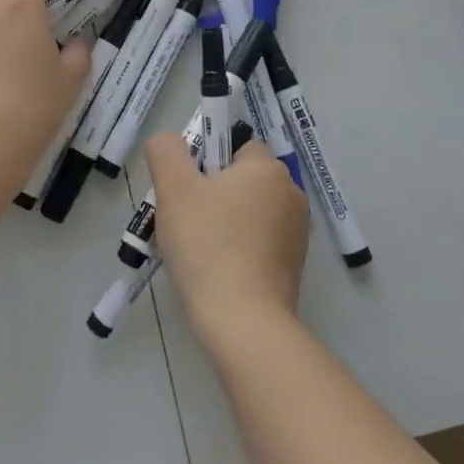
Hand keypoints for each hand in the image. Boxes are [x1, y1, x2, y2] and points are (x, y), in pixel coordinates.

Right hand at [146, 133, 308, 343]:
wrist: (243, 323)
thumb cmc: (207, 246)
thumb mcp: (174, 188)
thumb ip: (166, 151)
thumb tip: (169, 140)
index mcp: (269, 168)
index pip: (234, 146)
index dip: (204, 162)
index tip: (184, 191)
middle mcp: (291, 194)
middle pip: (239, 179)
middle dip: (209, 194)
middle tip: (182, 221)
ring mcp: (296, 233)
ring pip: (246, 212)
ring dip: (221, 222)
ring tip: (194, 251)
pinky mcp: (293, 265)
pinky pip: (256, 242)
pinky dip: (236, 248)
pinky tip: (215, 271)